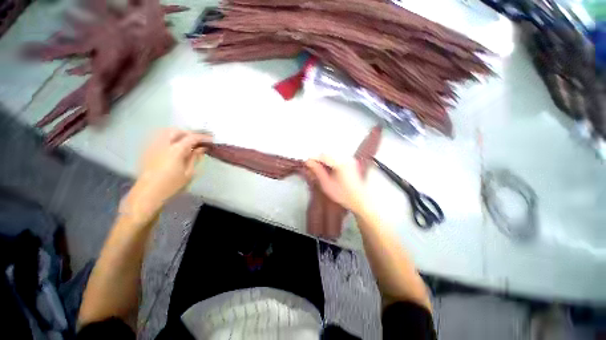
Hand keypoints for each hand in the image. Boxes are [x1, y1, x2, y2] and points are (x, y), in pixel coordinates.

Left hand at [121, 129, 211, 221]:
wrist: (148, 194)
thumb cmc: (171, 186)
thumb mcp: (189, 173)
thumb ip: (195, 158)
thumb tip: (202, 148)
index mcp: (175, 150)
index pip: (191, 138)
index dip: (203, 137)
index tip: (211, 139)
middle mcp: (163, 144)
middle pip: (177, 131)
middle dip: (190, 133)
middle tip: (199, 140)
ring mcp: (153, 146)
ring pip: (165, 131)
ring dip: (178, 133)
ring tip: (187, 140)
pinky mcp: (147, 151)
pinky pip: (158, 137)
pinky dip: (168, 137)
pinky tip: (174, 145)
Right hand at [305, 154, 369, 214]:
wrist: (360, 200)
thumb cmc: (343, 195)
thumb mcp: (327, 184)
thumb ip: (317, 171)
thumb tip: (308, 162)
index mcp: (340, 163)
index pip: (323, 156)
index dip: (313, 158)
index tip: (305, 162)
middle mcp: (346, 158)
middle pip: (327, 153)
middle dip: (318, 159)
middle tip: (310, 166)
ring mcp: (349, 159)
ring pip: (332, 155)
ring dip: (323, 159)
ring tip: (317, 168)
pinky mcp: (351, 161)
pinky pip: (337, 157)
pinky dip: (330, 161)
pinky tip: (327, 168)